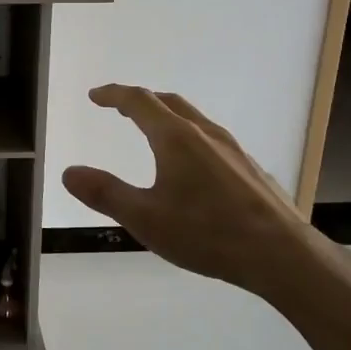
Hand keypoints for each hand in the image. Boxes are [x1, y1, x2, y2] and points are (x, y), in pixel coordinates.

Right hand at [62, 85, 350, 302]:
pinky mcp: (250, 168)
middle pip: (168, 102)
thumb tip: (68, 172)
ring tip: (153, 133)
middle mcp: (205, 134)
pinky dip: (188, 136)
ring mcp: (233, 149)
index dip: (114, 95)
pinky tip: (192, 167)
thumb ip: (105, 194)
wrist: (282, 255)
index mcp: (176, 138)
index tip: (95, 95)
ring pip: (193, 119)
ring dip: (167, 117)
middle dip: (140, 101)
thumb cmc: (207, 233)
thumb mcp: (145, 218)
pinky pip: (211, 138)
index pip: (139, 101)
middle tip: (120, 108)